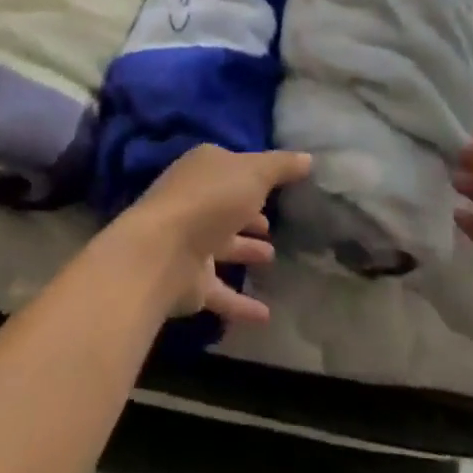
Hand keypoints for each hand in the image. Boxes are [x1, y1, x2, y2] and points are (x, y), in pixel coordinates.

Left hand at [111, 144, 311, 325]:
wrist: (163, 251)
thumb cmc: (210, 200)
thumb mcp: (254, 173)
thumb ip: (281, 166)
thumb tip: (309, 157)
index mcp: (205, 169)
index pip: (232, 167)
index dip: (253, 174)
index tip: (276, 185)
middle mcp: (195, 201)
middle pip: (226, 206)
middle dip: (248, 213)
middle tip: (272, 224)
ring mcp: (191, 241)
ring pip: (223, 245)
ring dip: (245, 250)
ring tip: (272, 257)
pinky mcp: (192, 281)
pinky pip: (223, 292)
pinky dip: (242, 303)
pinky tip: (267, 315)